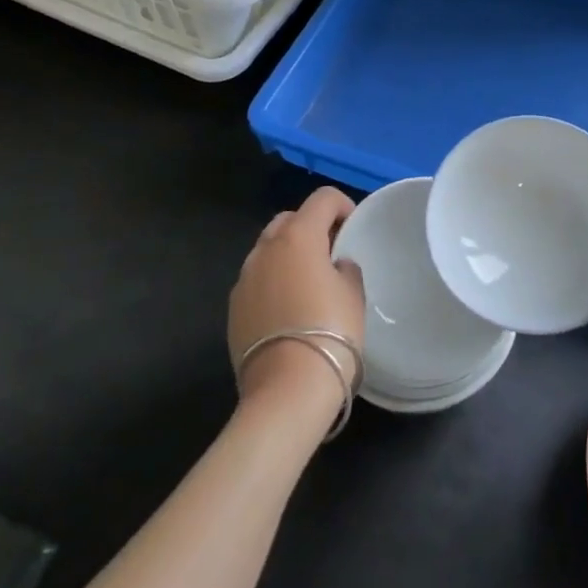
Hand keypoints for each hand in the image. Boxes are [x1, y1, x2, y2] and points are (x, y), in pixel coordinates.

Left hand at [230, 187, 364, 419]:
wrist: (287, 389)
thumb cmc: (331, 331)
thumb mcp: (353, 293)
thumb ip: (345, 268)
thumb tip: (335, 265)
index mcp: (298, 236)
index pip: (322, 198)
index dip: (342, 206)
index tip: (353, 228)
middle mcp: (265, 249)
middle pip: (289, 219)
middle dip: (311, 227)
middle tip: (331, 253)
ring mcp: (244, 279)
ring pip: (268, 250)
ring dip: (288, 255)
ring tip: (308, 283)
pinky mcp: (233, 308)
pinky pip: (257, 280)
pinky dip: (273, 282)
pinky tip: (288, 310)